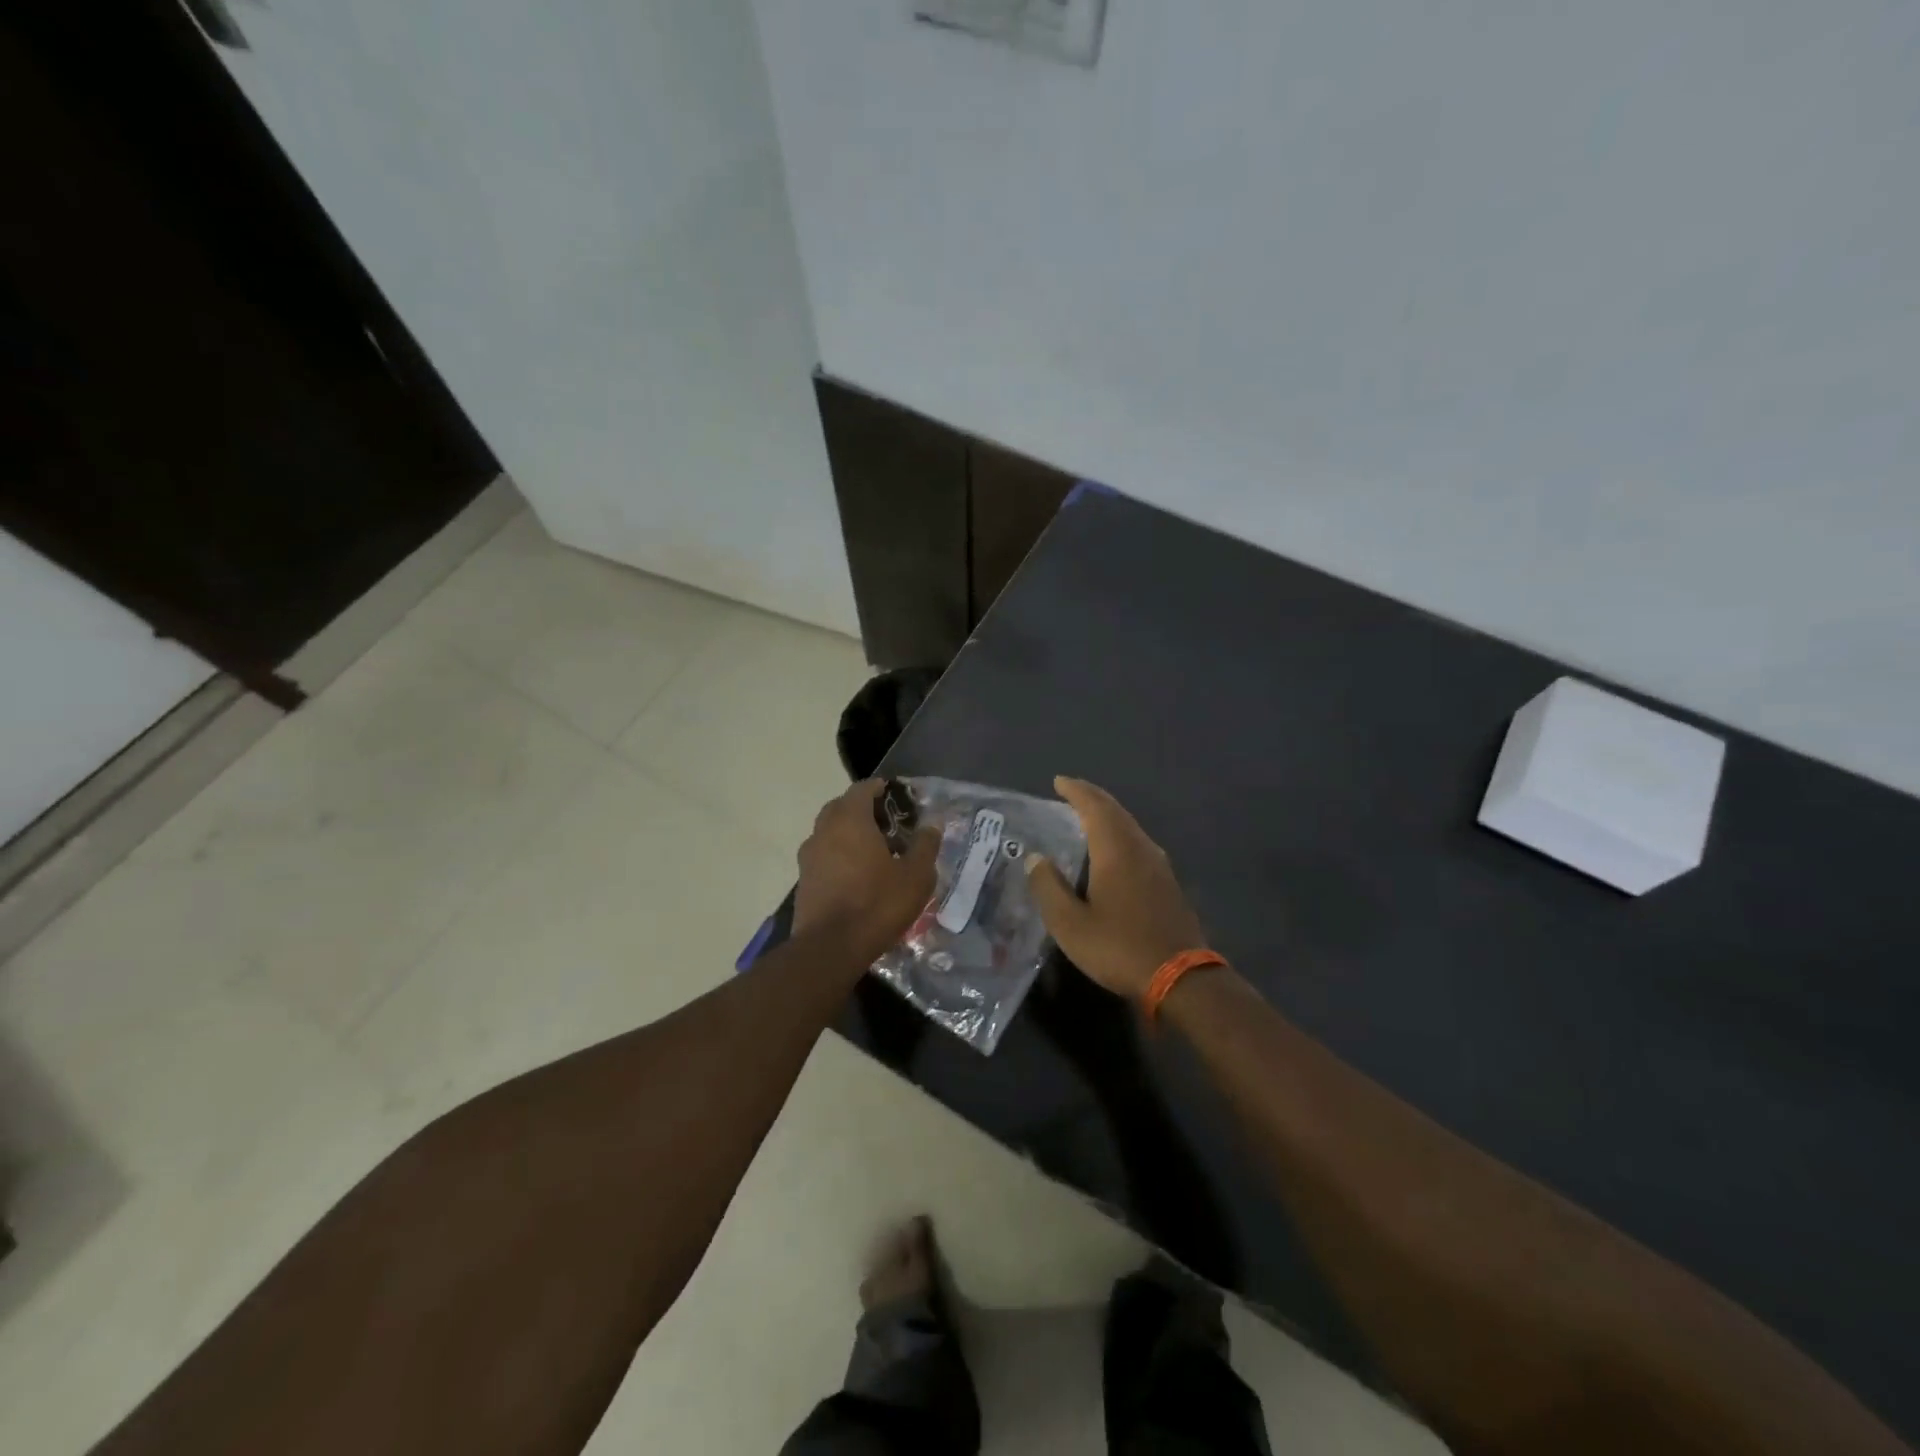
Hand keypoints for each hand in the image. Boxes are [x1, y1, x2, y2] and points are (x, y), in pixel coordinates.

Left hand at [793, 780, 939, 963]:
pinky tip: (858, 876)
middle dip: (863, 810)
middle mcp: (824, 830)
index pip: (862, 789)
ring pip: (830, 832)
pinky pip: (824, 856)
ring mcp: (809, 856)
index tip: (897, 797)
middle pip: (842, 807)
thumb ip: (925, 845)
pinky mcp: (803, 880)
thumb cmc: (877, 904)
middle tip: (888, 824)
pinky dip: (839, 856)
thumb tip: (931, 825)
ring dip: (849, 834)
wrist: (829, 948)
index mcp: (850, 820)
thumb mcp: (915, 876)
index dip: (880, 789)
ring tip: (875, 852)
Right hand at [1026, 777, 1207, 999]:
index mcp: (1116, 850)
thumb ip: (1049, 887)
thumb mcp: (1070, 924)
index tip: (1059, 781)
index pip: (1094, 807)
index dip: (1076, 791)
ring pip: (1130, 827)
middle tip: (1070, 792)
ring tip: (1086, 818)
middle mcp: (1140, 849)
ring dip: (1108, 816)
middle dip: (1092, 798)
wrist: (1180, 979)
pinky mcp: (1168, 884)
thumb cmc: (1119, 947)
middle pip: (1116, 812)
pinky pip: (1139, 844)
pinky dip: (1120, 835)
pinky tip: (1112, 853)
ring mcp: (1159, 866)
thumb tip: (1036, 858)